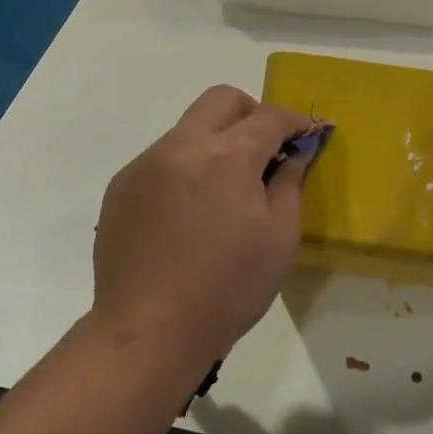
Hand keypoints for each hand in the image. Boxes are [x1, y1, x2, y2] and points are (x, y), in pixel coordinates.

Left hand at [92, 86, 320, 372]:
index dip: (295, 121)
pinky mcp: (122, 186)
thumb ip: (290, 183)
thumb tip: (296, 151)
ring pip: (190, 128)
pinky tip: (188, 213)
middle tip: (266, 149)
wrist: (147, 333)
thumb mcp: (279, 239)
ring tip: (224, 190)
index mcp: (226, 157)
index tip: (310, 133)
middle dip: (252, 113)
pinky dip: (186, 168)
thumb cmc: (226, 289)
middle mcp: (182, 146)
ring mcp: (145, 163)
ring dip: (216, 142)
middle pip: (222, 99)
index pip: (269, 117)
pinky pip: (163, 158)